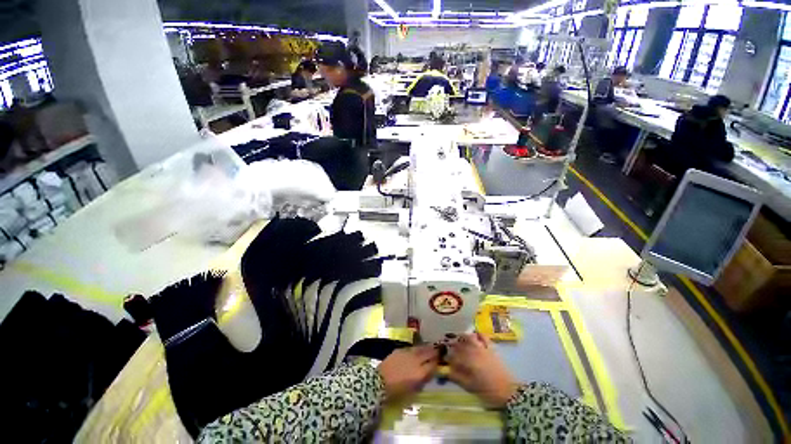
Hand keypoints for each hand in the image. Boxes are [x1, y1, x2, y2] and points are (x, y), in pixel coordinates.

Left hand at [378, 345, 438, 399]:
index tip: (440, 360)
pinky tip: (417, 349)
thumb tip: (427, 374)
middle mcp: (416, 361)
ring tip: (430, 347)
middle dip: (434, 352)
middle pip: (428, 354)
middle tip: (438, 350)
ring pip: (421, 348)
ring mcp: (408, 353)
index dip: (437, 362)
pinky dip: (416, 348)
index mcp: (420, 373)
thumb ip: (421, 381)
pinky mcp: (401, 350)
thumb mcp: (412, 391)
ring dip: (426, 348)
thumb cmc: (396, 392)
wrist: (379, 382)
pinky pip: (412, 348)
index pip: (433, 365)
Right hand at [446, 333, 518, 407]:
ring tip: (459, 342)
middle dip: (453, 346)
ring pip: (469, 337)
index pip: (453, 355)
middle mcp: (474, 351)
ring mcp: (483, 347)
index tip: (444, 359)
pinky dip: (477, 334)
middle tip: (450, 350)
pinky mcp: (491, 347)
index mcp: (468, 361)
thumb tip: (445, 370)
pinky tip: (474, 336)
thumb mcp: (470, 386)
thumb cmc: (488, 391)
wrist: (509, 391)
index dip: (447, 357)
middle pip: (460, 344)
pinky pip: (483, 336)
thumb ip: (457, 376)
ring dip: (462, 338)